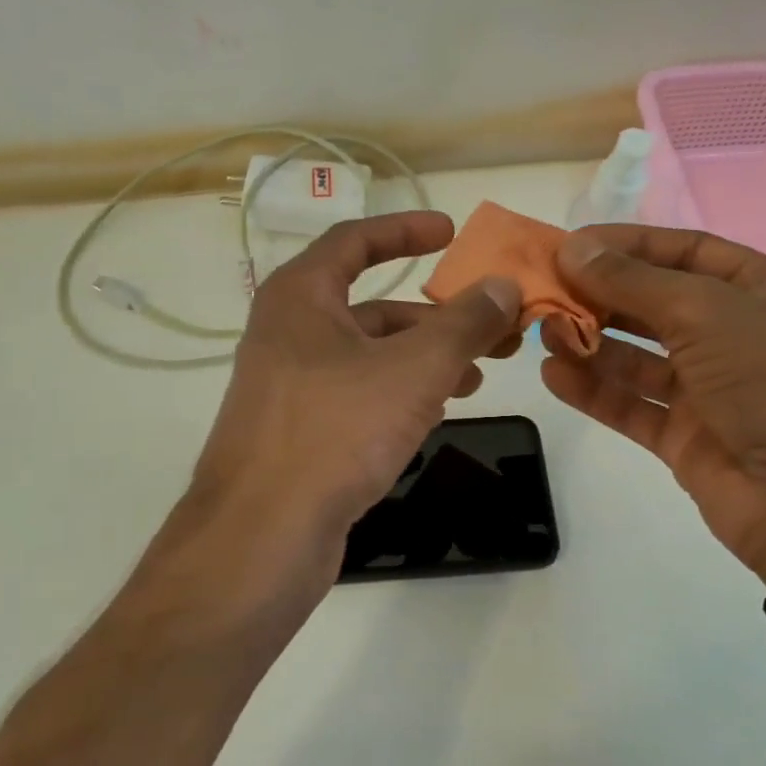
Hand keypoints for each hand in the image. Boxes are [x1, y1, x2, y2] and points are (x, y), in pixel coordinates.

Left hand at [191, 211, 522, 542]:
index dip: (404, 231)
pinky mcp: (299, 434)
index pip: (354, 241)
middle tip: (494, 329)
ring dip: (424, 361)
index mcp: (300, 298)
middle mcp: (287, 335)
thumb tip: (503, 286)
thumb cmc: (336, 431)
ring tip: (477, 378)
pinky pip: (357, 398)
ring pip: (368, 358)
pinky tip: (434, 414)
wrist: (263, 534)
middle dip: (436, 317)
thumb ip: (463, 323)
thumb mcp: (414, 369)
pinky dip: (398, 396)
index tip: (451, 233)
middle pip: (371, 308)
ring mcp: (289, 389)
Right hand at [539, 225, 765, 587]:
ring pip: (638, 357)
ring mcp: (710, 390)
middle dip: (602, 295)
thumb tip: (573, 249)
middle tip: (546, 290)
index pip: (686, 251)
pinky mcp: (685, 437)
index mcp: (764, 291)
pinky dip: (593, 390)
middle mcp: (737, 335)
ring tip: (544, 333)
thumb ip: (634, 282)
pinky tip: (553, 375)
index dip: (628, 245)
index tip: (570, 245)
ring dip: (591, 342)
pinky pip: (631, 404)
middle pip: (656, 304)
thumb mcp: (709, 313)